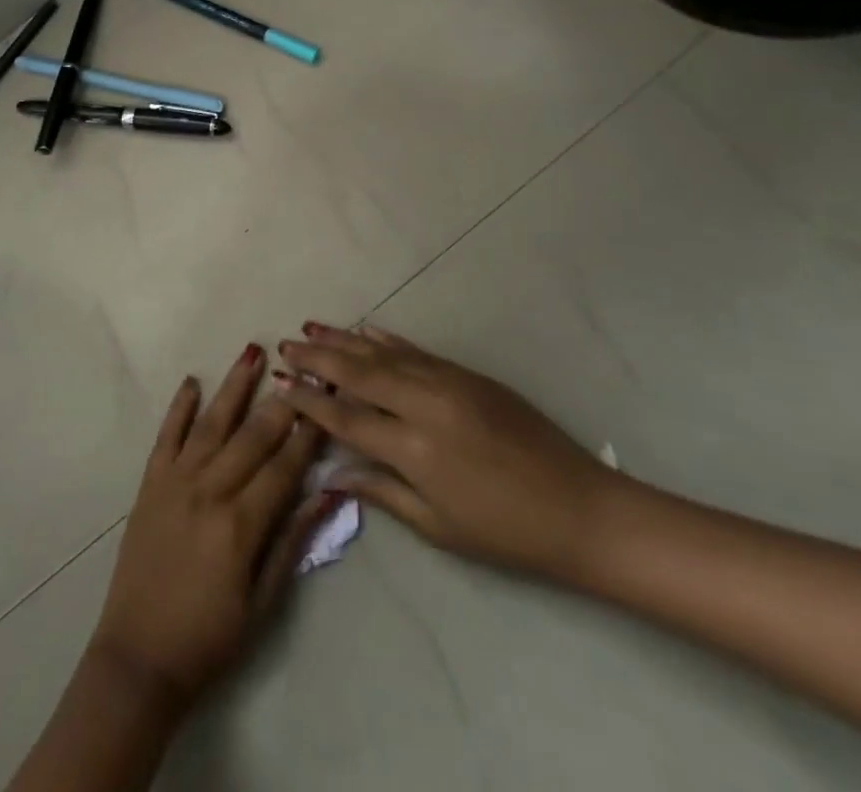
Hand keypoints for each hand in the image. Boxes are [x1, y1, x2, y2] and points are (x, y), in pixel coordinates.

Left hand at [89, 345, 334, 710]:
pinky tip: (192, 382)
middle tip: (302, 369)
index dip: (308, 433)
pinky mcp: (150, 484)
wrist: (138, 657)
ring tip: (252, 352)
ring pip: (211, 423)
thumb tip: (328, 495)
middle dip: (280, 401)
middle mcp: (209, 491)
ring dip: (233, 387)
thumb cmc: (210, 638)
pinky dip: (180, 407)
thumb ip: (293, 543)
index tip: (327, 402)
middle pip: (252, 436)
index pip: (284, 467)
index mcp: (241, 524)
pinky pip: (167, 436)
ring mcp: (175, 482)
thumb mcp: (263, 602)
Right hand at [276, 323, 620, 584]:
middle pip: (358, 374)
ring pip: (384, 353)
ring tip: (312, 328)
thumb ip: (382, 491)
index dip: (309, 401)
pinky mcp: (468, 375)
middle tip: (285, 344)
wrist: (580, 509)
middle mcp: (425, 405)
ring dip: (345, 340)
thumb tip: (334, 473)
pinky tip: (366, 330)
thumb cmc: (506, 533)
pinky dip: (387, 340)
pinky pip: (417, 351)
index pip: (347, 418)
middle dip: (318, 359)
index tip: (280, 383)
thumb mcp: (438, 527)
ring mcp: (449, 382)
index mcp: (414, 449)